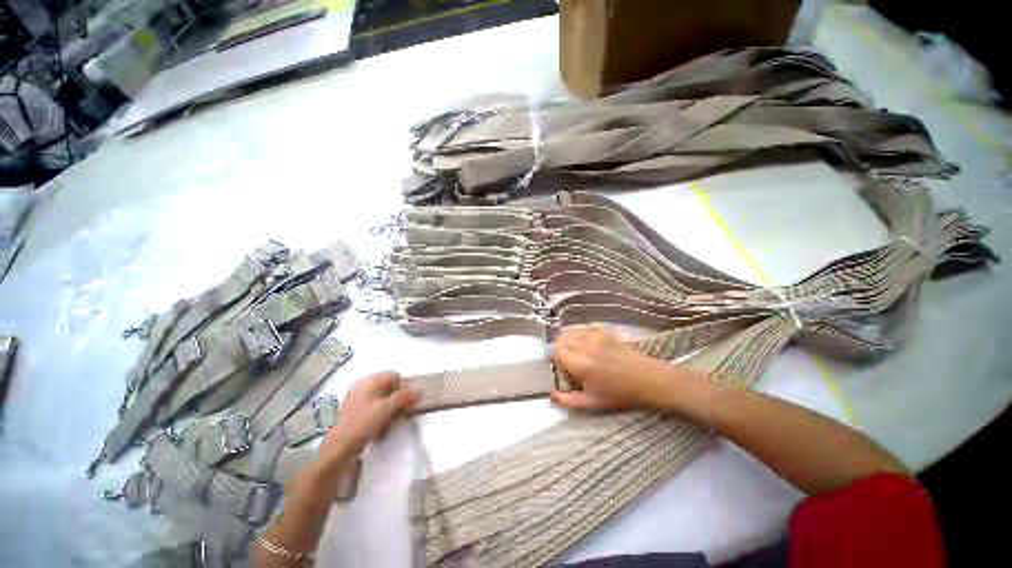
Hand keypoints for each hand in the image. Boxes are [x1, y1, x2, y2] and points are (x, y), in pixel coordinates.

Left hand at [318, 372, 419, 464]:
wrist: (338, 448)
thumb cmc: (363, 423)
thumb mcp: (386, 408)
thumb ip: (404, 397)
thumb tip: (420, 391)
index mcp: (369, 381)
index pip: (394, 376)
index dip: (405, 386)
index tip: (410, 400)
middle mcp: (363, 386)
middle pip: (389, 387)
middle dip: (398, 398)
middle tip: (403, 411)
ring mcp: (358, 399)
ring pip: (383, 398)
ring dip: (391, 407)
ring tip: (393, 421)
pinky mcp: (356, 412)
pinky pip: (375, 408)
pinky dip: (382, 414)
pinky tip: (383, 426)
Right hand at [550, 324, 663, 410]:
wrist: (646, 380)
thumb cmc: (619, 394)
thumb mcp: (592, 403)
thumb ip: (568, 401)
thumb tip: (551, 395)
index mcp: (578, 364)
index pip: (556, 350)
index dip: (556, 355)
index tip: (561, 362)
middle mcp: (584, 346)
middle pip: (563, 338)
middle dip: (563, 346)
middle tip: (569, 356)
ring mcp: (596, 336)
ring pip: (574, 330)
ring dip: (572, 337)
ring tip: (578, 347)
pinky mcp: (606, 332)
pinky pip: (589, 326)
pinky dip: (586, 330)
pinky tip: (590, 339)